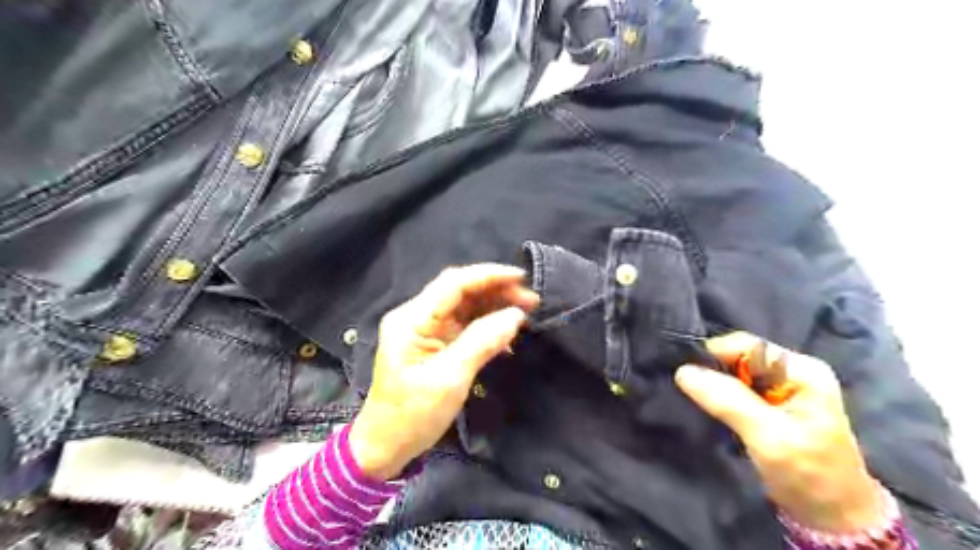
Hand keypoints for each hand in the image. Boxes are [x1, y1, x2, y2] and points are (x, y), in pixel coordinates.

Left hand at [349, 265, 538, 479]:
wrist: (386, 447)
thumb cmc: (412, 416)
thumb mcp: (450, 379)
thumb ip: (482, 342)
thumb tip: (515, 315)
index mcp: (412, 320)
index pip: (453, 284)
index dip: (489, 276)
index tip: (521, 278)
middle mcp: (417, 317)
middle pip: (460, 291)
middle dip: (496, 290)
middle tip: (531, 300)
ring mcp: (425, 330)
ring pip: (465, 306)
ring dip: (495, 306)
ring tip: (526, 312)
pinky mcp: (434, 344)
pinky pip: (464, 326)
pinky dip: (487, 326)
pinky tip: (507, 335)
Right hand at [679, 331, 885, 533]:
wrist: (833, 517)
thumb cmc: (810, 476)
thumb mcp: (769, 437)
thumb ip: (728, 401)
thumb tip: (683, 371)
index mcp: (802, 370)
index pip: (745, 345)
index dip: (714, 356)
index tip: (687, 377)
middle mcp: (792, 371)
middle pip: (738, 356)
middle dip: (713, 372)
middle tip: (691, 392)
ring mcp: (782, 388)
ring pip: (734, 373)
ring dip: (714, 386)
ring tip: (698, 401)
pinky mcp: (771, 404)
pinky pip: (737, 389)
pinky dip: (721, 397)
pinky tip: (711, 409)